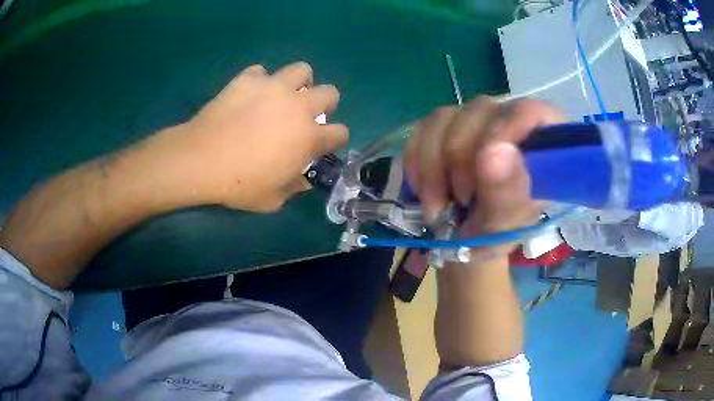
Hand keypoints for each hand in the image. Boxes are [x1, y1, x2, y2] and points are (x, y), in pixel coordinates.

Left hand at [152, 62, 347, 211]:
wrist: (202, 159)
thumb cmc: (239, 184)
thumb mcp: (272, 199)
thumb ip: (293, 188)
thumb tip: (303, 180)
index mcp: (308, 137)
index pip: (340, 132)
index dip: (335, 139)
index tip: (324, 144)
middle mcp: (298, 106)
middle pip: (330, 93)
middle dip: (326, 104)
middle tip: (307, 114)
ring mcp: (273, 88)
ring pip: (302, 70)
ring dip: (299, 82)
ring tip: (285, 95)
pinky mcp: (248, 79)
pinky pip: (261, 72)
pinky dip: (259, 81)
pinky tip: (250, 95)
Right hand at [404, 96, 564, 254]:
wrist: (461, 240)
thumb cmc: (495, 235)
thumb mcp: (504, 226)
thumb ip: (506, 193)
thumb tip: (495, 151)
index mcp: (541, 145)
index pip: (535, 111)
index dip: (511, 126)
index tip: (486, 159)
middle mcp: (508, 122)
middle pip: (481, 111)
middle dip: (462, 160)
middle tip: (464, 201)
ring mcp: (473, 121)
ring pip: (444, 118)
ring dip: (434, 167)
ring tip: (441, 205)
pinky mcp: (442, 128)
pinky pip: (420, 131)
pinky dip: (418, 164)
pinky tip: (427, 191)